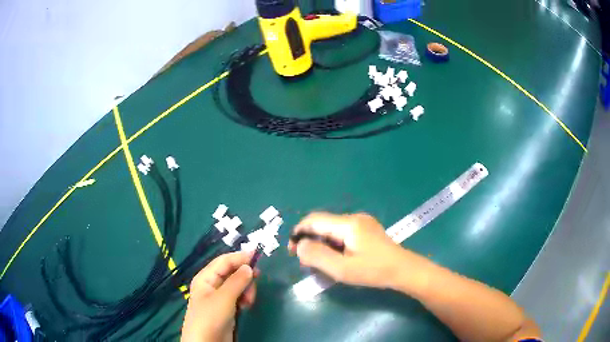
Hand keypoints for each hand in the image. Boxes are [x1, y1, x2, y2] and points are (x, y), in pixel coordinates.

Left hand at [181, 251, 256, 341]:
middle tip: (257, 280)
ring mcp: (220, 297)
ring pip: (237, 285)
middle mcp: (212, 284)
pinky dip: (245, 298)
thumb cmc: (210, 317)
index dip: (239, 257)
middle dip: (244, 276)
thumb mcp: (224, 298)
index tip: (257, 255)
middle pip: (232, 272)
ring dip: (246, 289)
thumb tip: (249, 267)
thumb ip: (237, 281)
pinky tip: (247, 305)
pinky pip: (239, 296)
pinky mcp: (227, 307)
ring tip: (249, 301)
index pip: (224, 261)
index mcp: (206, 277)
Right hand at [288, 212, 413, 288]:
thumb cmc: (374, 270)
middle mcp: (354, 218)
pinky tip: (336, 258)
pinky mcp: (367, 230)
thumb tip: (299, 245)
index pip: (314, 220)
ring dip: (322, 243)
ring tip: (320, 262)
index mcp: (348, 224)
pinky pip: (343, 233)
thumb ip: (317, 256)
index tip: (291, 250)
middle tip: (306, 261)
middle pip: (323, 224)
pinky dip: (333, 244)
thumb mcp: (342, 269)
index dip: (299, 232)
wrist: (404, 270)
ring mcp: (362, 223)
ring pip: (332, 229)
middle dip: (310, 240)